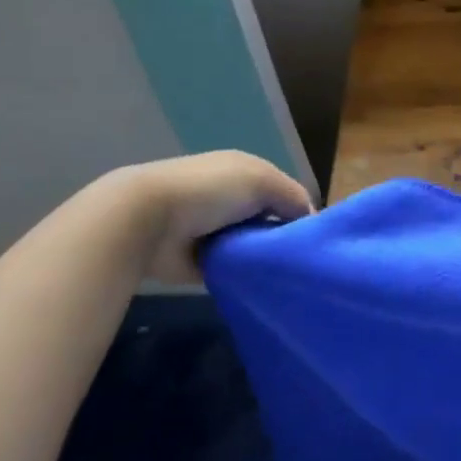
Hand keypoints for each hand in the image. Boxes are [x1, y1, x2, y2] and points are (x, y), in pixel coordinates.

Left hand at [114, 150, 312, 283]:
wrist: (147, 220)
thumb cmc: (211, 190)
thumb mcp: (263, 180)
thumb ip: (293, 197)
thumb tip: (310, 220)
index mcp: (243, 174)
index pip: (282, 193)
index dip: (298, 211)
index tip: (313, 236)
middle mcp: (230, 200)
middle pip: (268, 221)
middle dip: (283, 237)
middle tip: (303, 260)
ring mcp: (213, 232)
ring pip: (252, 247)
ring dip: (264, 259)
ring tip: (288, 275)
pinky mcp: (200, 264)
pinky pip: (233, 271)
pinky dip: (244, 277)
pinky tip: (264, 286)